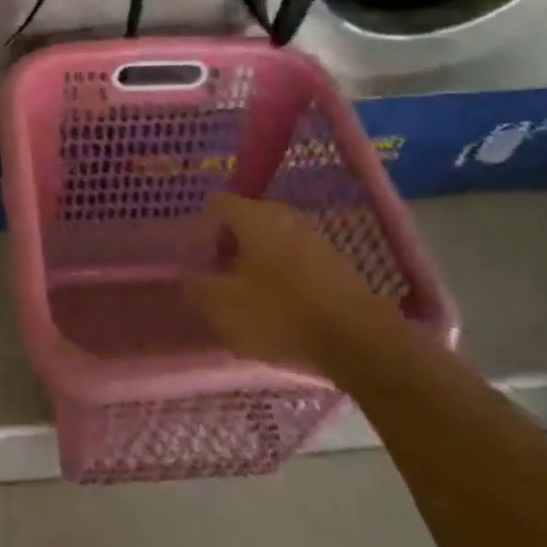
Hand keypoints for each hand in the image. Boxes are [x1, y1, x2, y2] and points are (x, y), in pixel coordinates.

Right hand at [184, 193, 396, 380]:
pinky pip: (294, 258)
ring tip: (250, 297)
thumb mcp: (224, 308)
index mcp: (251, 215)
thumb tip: (186, 277)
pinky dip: (282, 275)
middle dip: (228, 247)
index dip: (201, 229)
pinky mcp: (333, 260)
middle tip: (220, 280)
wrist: (360, 341)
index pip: (216, 205)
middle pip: (243, 221)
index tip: (197, 259)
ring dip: (256, 262)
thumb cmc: (281, 315)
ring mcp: (311, 235)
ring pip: (270, 239)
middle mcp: (281, 214)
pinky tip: (282, 306)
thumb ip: (197, 288)